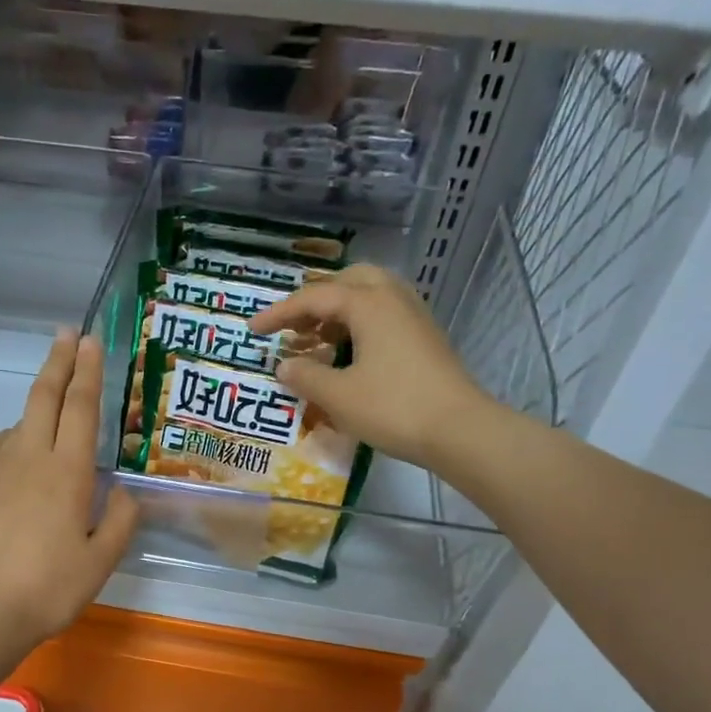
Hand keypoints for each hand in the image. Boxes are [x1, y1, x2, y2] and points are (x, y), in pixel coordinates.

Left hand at [0, 330, 138, 658]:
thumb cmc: (50, 590)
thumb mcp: (101, 561)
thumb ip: (119, 520)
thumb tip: (123, 490)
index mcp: (67, 473)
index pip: (81, 408)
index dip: (87, 371)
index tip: (90, 341)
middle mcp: (30, 458)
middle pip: (44, 397)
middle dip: (58, 361)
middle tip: (68, 334)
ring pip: (20, 421)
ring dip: (38, 405)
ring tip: (53, 412)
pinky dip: (13, 437)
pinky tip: (19, 453)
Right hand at [250, 264, 496, 470]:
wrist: (458, 429)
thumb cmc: (393, 408)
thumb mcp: (339, 396)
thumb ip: (306, 376)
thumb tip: (284, 366)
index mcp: (369, 304)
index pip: (314, 297)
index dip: (279, 313)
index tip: (252, 330)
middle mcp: (393, 298)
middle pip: (347, 282)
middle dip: (315, 301)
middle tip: (293, 327)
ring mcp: (413, 316)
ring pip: (370, 296)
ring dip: (339, 312)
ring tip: (317, 340)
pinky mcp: (424, 337)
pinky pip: (384, 315)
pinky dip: (359, 325)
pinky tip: (349, 354)